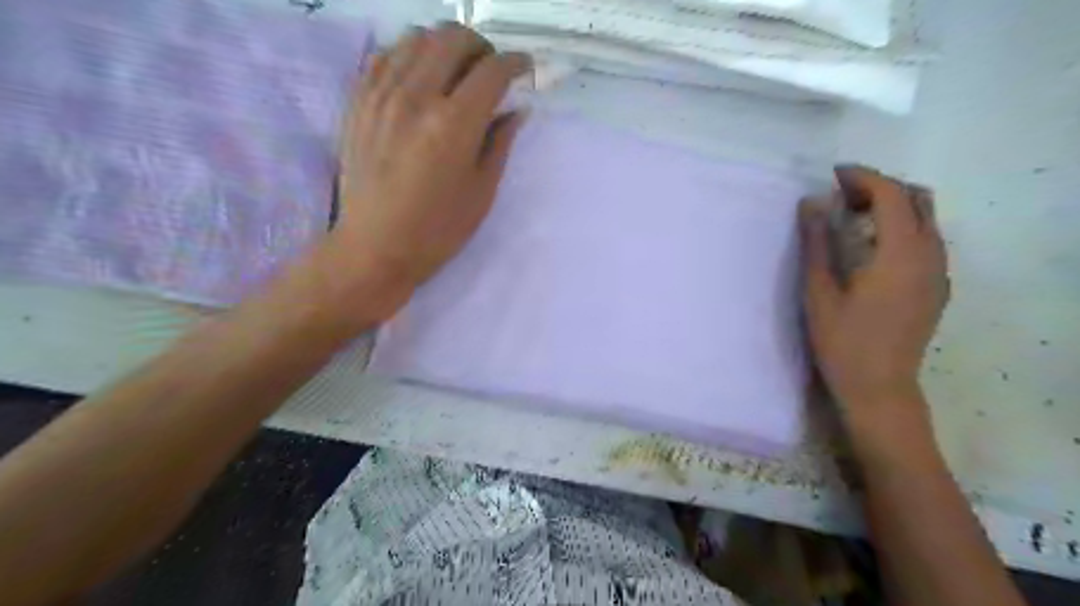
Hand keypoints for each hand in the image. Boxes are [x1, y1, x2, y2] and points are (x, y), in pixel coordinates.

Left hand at [329, 22, 530, 306]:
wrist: (375, 247)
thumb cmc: (437, 230)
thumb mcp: (481, 193)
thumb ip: (500, 143)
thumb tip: (516, 110)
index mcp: (453, 124)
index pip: (492, 70)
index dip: (516, 62)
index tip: (525, 69)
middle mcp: (416, 96)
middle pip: (454, 38)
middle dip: (481, 48)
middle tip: (490, 72)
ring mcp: (381, 94)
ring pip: (417, 37)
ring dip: (445, 46)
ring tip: (455, 73)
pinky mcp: (358, 100)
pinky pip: (385, 55)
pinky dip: (409, 55)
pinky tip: (419, 78)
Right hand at [800, 165, 947, 421]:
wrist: (879, 387)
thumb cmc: (842, 340)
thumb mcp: (819, 290)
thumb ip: (817, 243)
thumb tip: (811, 202)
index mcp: (900, 253)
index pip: (891, 195)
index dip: (863, 177)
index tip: (834, 175)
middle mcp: (929, 256)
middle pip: (917, 199)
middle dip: (880, 188)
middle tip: (841, 197)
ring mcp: (938, 273)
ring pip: (927, 219)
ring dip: (893, 207)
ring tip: (853, 218)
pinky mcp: (937, 287)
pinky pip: (927, 240)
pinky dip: (902, 227)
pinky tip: (873, 247)